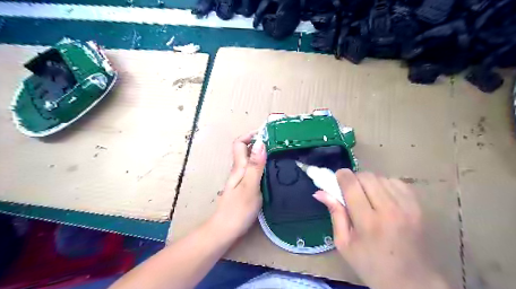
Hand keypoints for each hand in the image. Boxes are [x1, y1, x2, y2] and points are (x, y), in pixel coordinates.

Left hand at [210, 131, 268, 239]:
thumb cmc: (238, 210)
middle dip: (259, 142)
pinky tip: (272, 171)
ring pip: (250, 160)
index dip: (250, 135)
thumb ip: (255, 165)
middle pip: (245, 150)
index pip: (239, 143)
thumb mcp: (250, 186)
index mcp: (238, 167)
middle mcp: (238, 170)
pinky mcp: (244, 188)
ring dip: (262, 154)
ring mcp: (240, 180)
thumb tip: (261, 143)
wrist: (225, 231)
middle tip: (278, 143)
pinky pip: (253, 170)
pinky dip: (262, 166)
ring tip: (278, 154)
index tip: (267, 134)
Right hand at [312, 170, 449, 288]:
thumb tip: (320, 192)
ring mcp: (407, 207)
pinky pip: (396, 182)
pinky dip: (385, 185)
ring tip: (367, 197)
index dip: (341, 176)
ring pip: (380, 177)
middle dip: (354, 179)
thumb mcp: (344, 244)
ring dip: (369, 183)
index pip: (351, 185)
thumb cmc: (371, 265)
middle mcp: (389, 210)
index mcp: (368, 222)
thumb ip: (335, 214)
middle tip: (350, 191)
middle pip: (366, 176)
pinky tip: (383, 198)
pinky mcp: (418, 206)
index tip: (336, 178)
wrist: (412, 281)